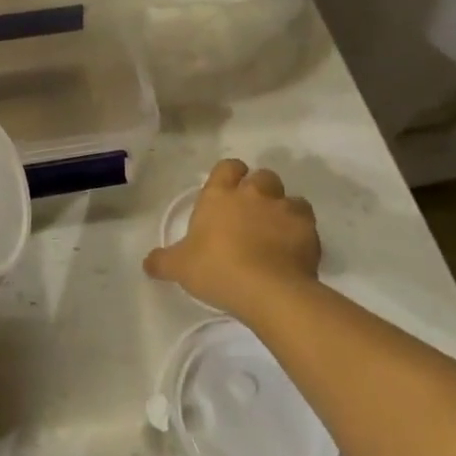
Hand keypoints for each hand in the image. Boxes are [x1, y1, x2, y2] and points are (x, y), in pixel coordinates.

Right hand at [143, 158, 319, 314]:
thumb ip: (162, 261)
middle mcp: (253, 193)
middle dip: (260, 190)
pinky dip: (302, 231)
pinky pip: (307, 221)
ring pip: (289, 197)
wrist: (267, 289)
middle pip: (262, 176)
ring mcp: (283, 207)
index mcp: (220, 194)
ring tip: (277, 233)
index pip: (228, 166)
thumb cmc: (217, 269)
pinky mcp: (308, 228)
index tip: (229, 191)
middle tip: (253, 215)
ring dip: (283, 209)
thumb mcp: (180, 267)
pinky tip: (296, 250)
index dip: (231, 175)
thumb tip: (147, 263)